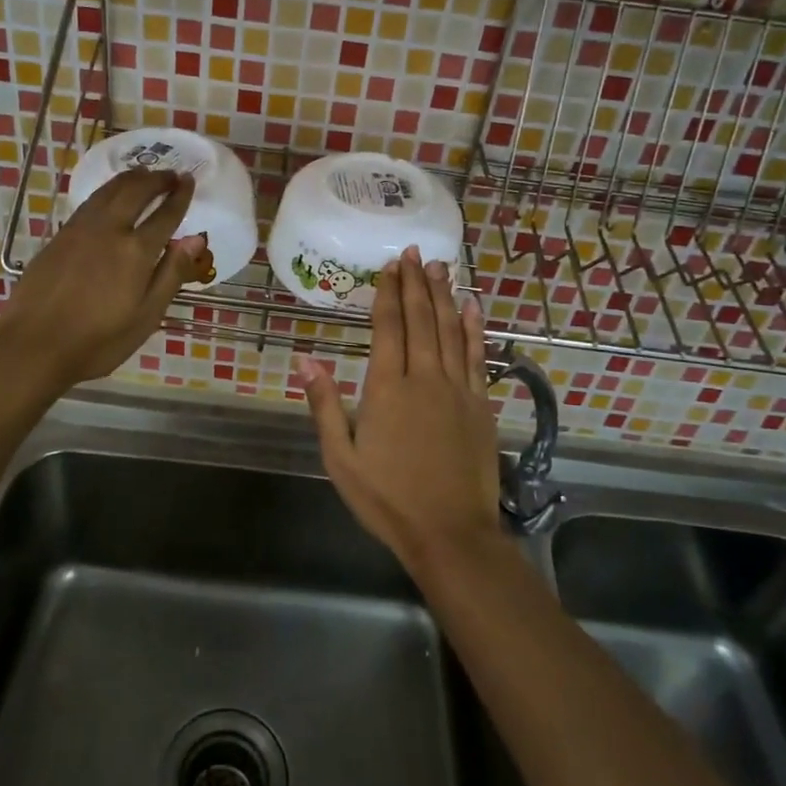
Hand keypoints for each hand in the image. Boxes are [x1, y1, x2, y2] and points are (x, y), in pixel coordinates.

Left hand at [0, 168, 208, 392]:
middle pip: (135, 191)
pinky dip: (108, 190)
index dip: (179, 195)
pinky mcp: (60, 236)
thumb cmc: (98, 341)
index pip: (165, 214)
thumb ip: (172, 273)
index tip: (189, 180)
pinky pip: (91, 201)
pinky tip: (111, 196)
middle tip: (171, 175)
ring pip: (109, 190)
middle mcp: (109, 229)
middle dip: (156, 179)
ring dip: (131, 179)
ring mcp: (80, 229)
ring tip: (144, 175)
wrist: (33, 346)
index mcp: (135, 251)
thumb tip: (196, 239)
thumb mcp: (146, 316)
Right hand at [296, 247, 502, 567]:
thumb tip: (305, 359)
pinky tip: (472, 307)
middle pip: (420, 319)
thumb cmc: (387, 498)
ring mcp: (457, 388)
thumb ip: (324, 405)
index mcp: (387, 388)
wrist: (449, 532)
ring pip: (450, 329)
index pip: (388, 327)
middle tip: (413, 253)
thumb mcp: (341, 458)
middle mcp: (424, 377)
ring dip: (443, 295)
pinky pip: (477, 355)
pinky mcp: (480, 404)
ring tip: (439, 267)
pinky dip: (474, 328)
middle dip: (415, 283)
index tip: (390, 265)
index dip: (388, 293)